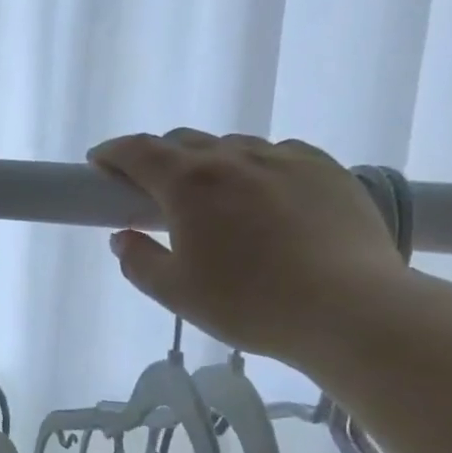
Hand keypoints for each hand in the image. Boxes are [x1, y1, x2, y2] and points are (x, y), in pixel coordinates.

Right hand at [88, 130, 408, 363]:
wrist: (353, 310)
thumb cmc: (250, 303)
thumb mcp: (175, 292)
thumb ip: (139, 261)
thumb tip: (124, 238)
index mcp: (190, 183)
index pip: (138, 151)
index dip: (111, 153)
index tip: (98, 163)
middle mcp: (235, 158)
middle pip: (183, 141)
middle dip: (157, 158)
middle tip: (150, 190)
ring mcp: (287, 159)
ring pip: (232, 146)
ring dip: (208, 163)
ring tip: (211, 198)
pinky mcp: (328, 170)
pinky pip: (278, 154)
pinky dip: (255, 167)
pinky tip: (262, 196)